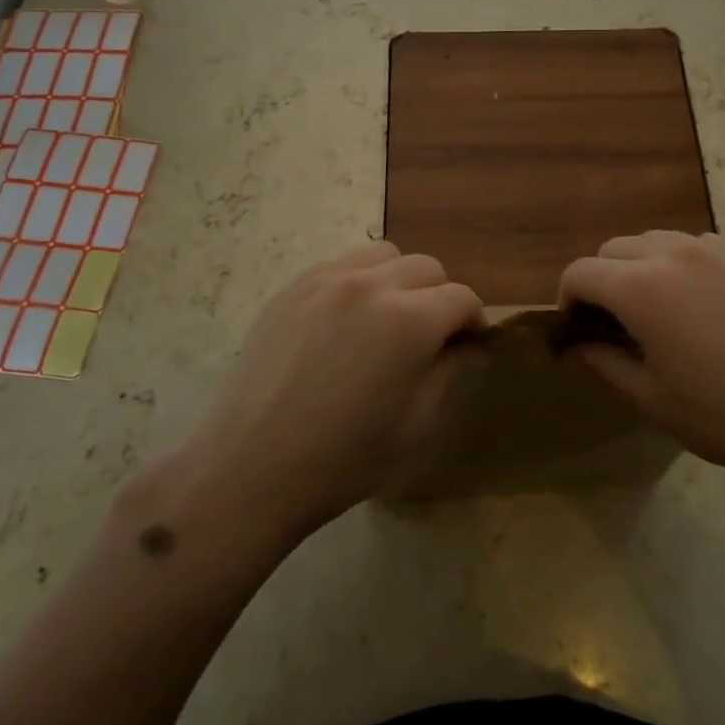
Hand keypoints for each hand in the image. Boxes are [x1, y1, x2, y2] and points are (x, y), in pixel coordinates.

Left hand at [151, 242, 482, 542]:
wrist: (250, 468)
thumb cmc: (344, 460)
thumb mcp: (418, 427)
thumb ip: (452, 373)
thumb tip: (469, 346)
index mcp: (409, 320)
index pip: (462, 298)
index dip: (473, 322)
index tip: (468, 347)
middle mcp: (370, 285)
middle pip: (427, 267)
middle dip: (440, 297)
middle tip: (429, 338)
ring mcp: (325, 280)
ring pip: (384, 256)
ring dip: (400, 281)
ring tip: (387, 321)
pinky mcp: (292, 288)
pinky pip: (342, 266)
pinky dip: (359, 283)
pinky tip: (345, 324)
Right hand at [558, 232, 724, 497]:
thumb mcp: (654, 400)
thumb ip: (603, 363)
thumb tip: (574, 344)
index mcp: (641, 286)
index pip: (580, 272)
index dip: (568, 300)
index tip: (577, 331)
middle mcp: (674, 252)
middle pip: (614, 248)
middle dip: (602, 281)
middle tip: (617, 326)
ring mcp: (718, 247)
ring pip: (657, 241)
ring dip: (642, 268)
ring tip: (663, 314)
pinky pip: (699, 247)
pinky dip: (683, 266)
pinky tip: (709, 308)